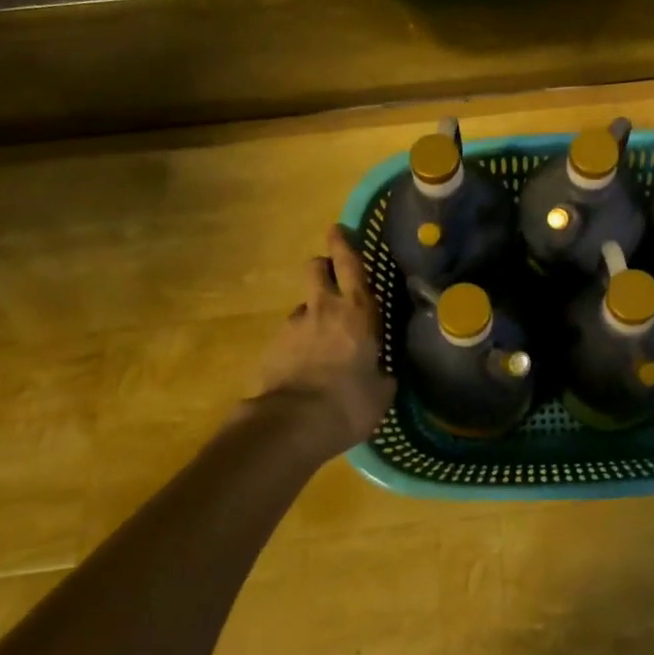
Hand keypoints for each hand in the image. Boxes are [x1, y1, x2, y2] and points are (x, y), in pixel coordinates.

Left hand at [253, 225, 395, 457]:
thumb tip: (382, 373)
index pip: (350, 264)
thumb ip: (382, 374)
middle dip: (322, 267)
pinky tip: (302, 368)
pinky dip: (296, 344)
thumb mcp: (382, 392)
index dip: (344, 244)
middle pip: (316, 269)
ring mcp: (293, 326)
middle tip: (330, 277)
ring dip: (311, 314)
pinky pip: (288, 336)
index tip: (337, 229)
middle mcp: (323, 308)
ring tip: (320, 342)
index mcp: (358, 311)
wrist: (291, 425)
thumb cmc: (349, 402)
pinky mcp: (271, 348)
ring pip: (302, 306)